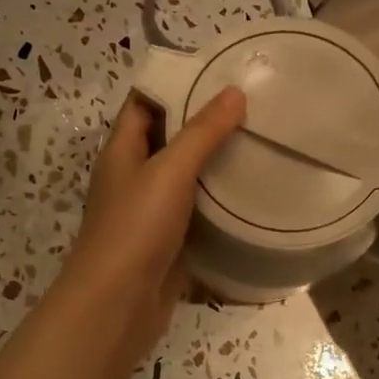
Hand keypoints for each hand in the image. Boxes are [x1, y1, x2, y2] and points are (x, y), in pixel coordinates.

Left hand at [59, 87, 246, 369]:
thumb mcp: (169, 171)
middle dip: (204, 122)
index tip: (219, 72)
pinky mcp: (169, 241)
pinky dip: (218, 199)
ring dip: (214, 161)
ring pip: (185, 175)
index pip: (145, 102)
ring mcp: (150, 211)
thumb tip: (234, 92)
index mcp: (122, 150)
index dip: (176, 84)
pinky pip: (196, 210)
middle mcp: (133, 175)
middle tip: (252, 106)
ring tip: (260, 140)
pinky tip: (252, 191)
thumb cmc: (135, 228)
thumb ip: (202, 132)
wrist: (117, 306)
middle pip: (168, 137)